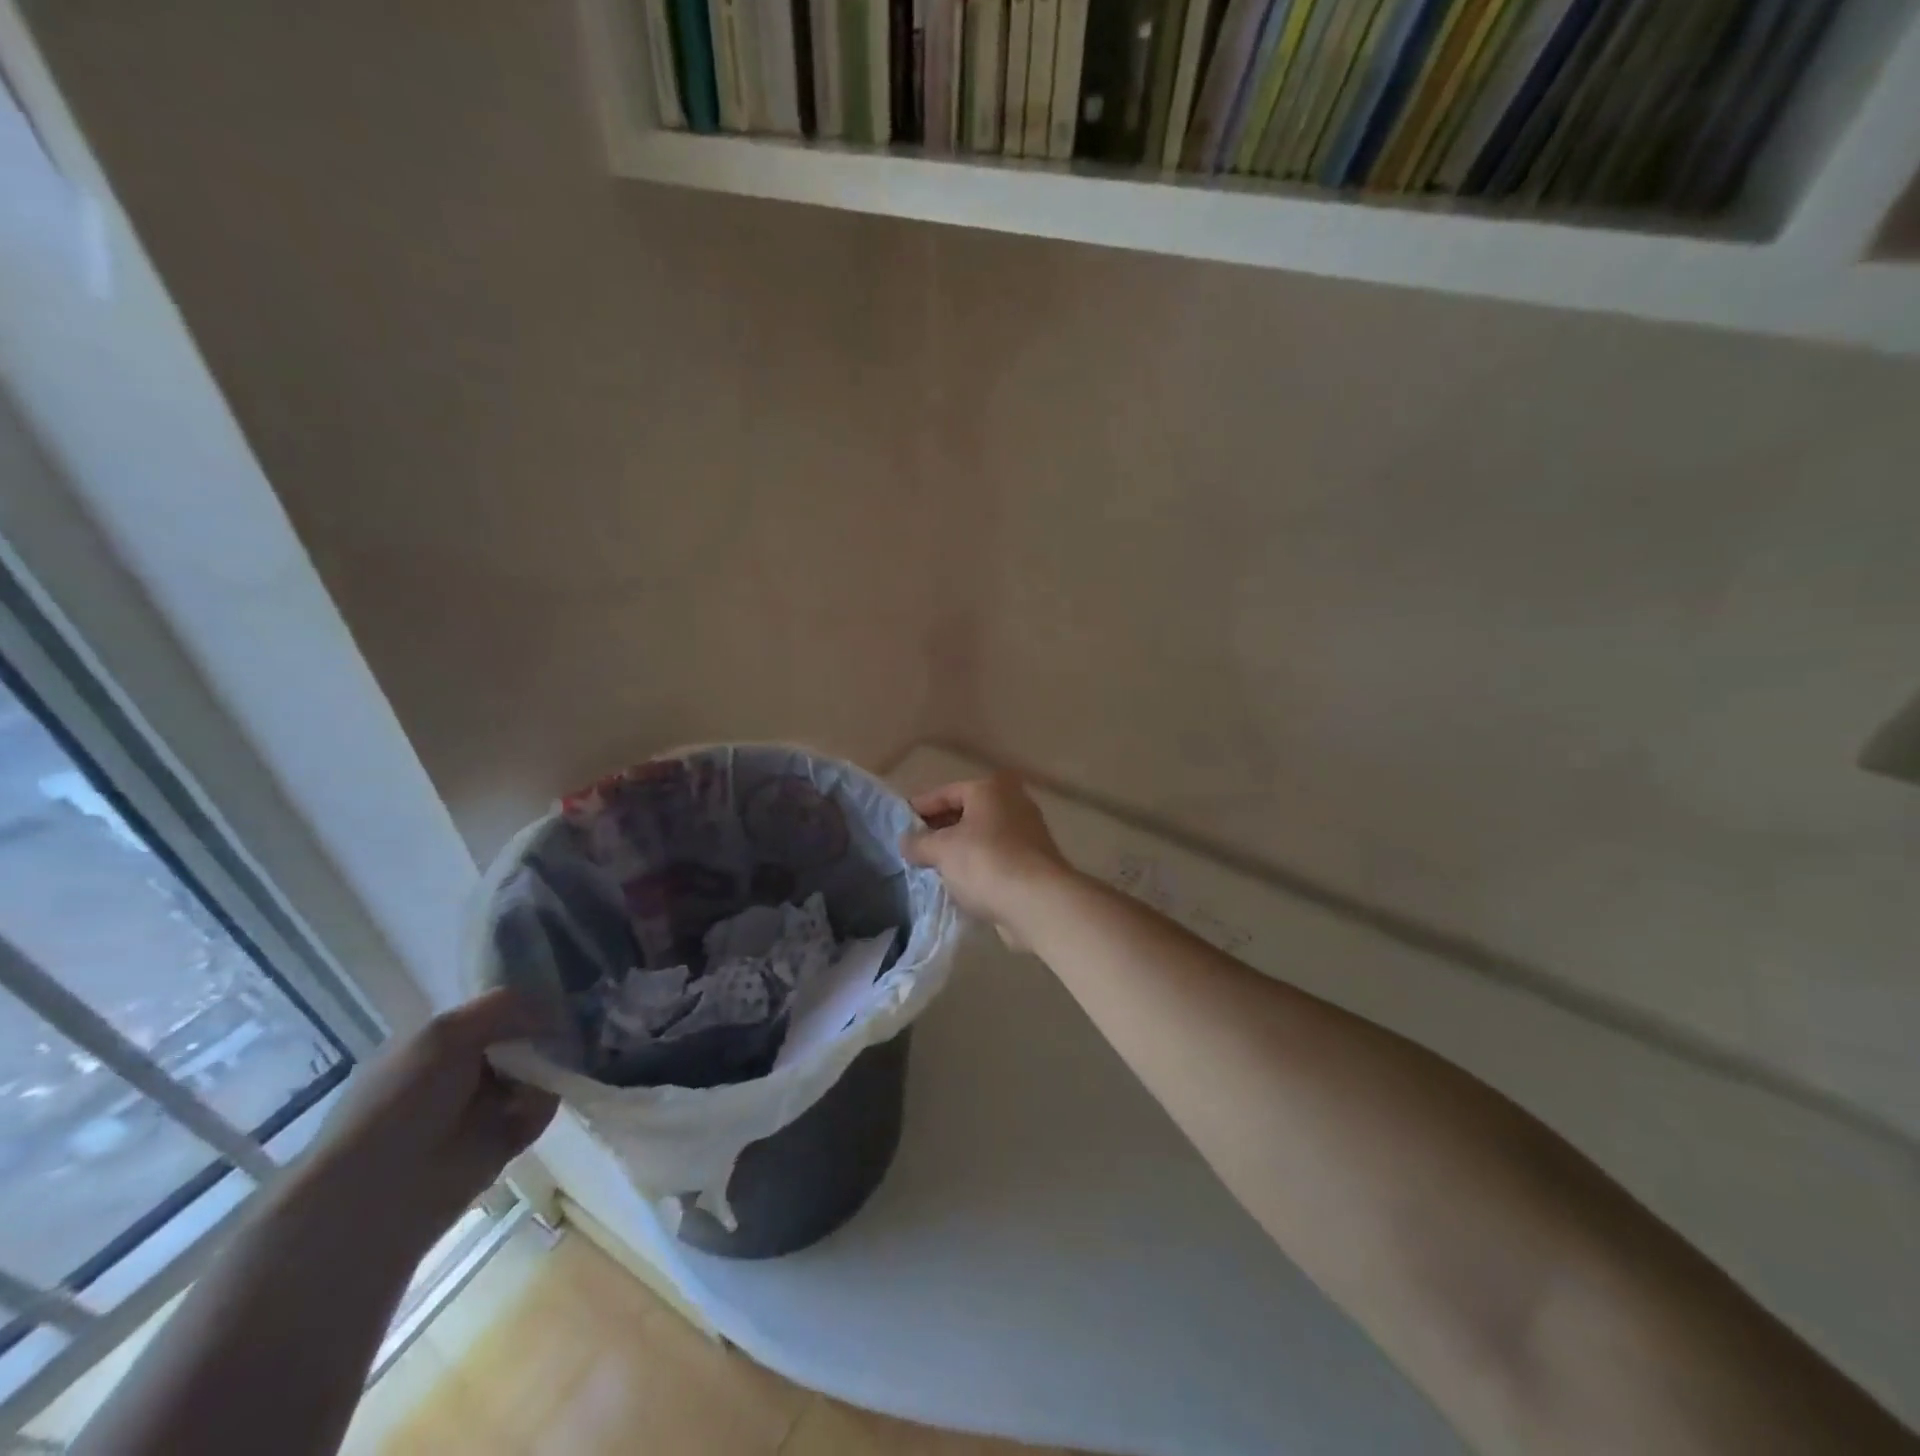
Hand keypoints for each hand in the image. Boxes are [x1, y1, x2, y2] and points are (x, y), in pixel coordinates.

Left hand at [299, 992, 558, 1244]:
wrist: (377, 1196)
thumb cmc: (400, 1102)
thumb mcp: (445, 1034)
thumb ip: (502, 1007)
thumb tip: (553, 1007)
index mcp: (438, 1043)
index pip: (495, 1011)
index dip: (526, 1003)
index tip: (558, 997)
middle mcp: (461, 1071)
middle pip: (522, 1040)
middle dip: (545, 1035)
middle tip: (566, 1033)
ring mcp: (482, 1108)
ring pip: (535, 1073)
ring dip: (549, 1070)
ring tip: (553, 1072)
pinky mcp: (501, 1142)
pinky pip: (538, 1110)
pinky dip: (542, 1105)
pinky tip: (533, 1108)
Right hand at [902, 774, 1075, 936]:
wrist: (1038, 902)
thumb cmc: (986, 862)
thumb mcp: (942, 850)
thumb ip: (919, 842)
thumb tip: (905, 841)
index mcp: (991, 789)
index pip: (946, 792)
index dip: (920, 808)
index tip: (899, 824)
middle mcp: (1013, 802)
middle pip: (966, 813)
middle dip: (939, 830)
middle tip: (914, 848)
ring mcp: (1028, 833)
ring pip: (982, 837)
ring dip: (959, 850)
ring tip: (932, 868)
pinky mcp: (1034, 862)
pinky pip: (995, 859)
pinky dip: (978, 867)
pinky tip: (959, 883)